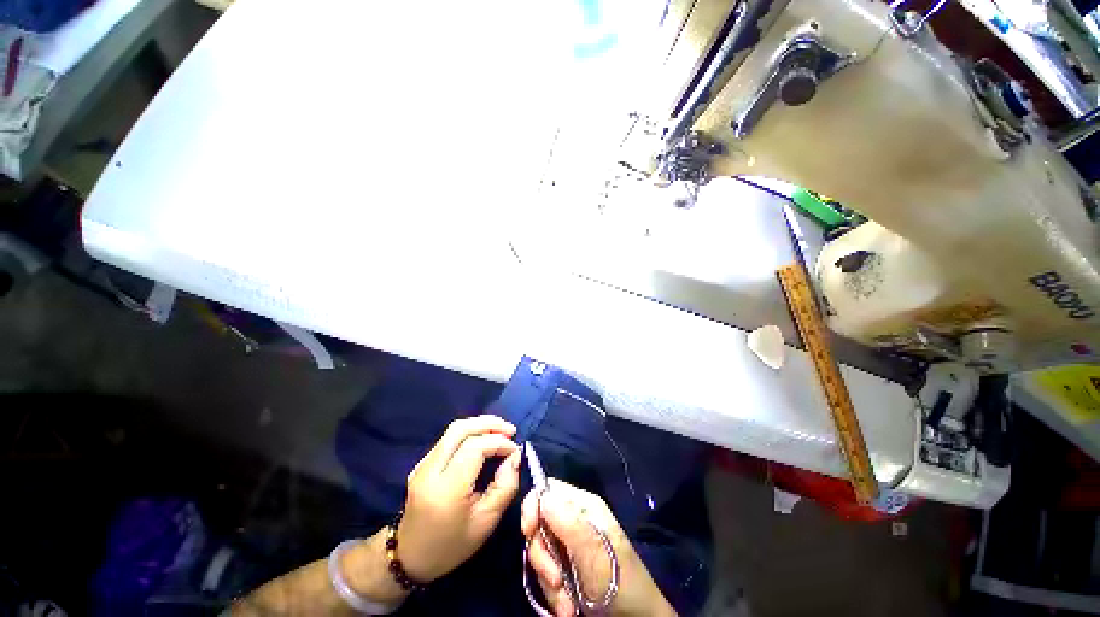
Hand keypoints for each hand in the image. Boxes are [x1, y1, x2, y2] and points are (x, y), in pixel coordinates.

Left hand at [397, 415, 520, 582]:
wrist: (409, 558)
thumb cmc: (452, 545)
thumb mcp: (487, 522)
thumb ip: (505, 486)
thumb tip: (516, 456)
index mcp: (445, 490)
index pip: (475, 448)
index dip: (499, 443)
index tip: (516, 451)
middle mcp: (429, 471)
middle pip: (460, 430)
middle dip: (489, 424)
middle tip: (510, 431)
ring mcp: (422, 464)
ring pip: (453, 430)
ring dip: (480, 425)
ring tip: (501, 432)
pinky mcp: (422, 463)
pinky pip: (448, 438)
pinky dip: (469, 432)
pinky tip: (483, 439)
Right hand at [521, 480, 674, 616]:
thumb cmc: (620, 583)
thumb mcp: (594, 552)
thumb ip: (567, 521)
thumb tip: (540, 495)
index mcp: (583, 506)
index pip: (548, 489)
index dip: (533, 505)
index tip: (528, 532)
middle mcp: (574, 521)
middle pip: (540, 524)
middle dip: (542, 556)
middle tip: (555, 580)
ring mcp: (570, 546)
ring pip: (541, 553)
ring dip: (548, 581)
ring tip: (567, 605)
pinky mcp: (566, 570)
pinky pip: (546, 575)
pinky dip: (553, 594)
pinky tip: (567, 608)